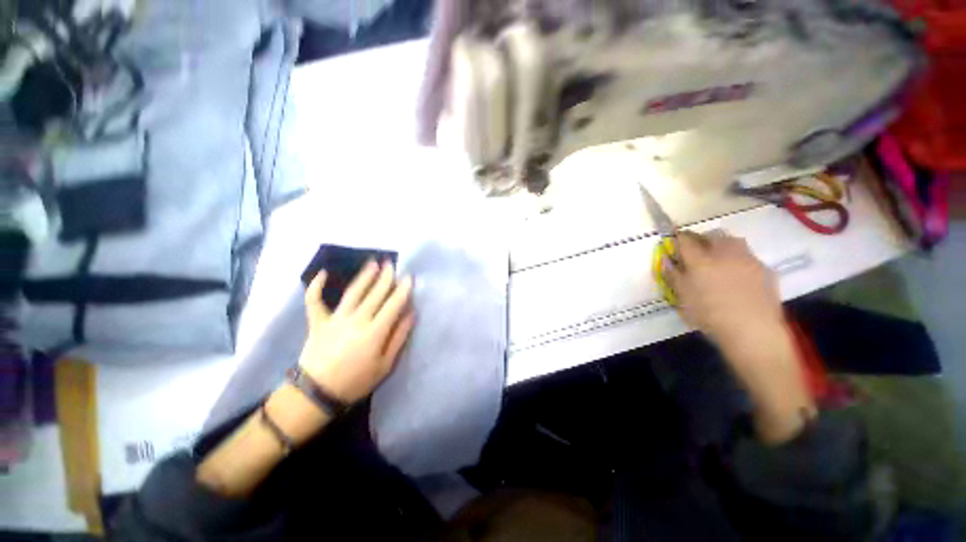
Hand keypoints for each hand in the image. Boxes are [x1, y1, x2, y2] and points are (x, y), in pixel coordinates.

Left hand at [298, 260, 414, 402]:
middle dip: (386, 277)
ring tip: (373, 263)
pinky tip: (323, 273)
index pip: (393, 304)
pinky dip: (316, 287)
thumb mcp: (385, 365)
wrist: (317, 393)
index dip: (403, 290)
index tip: (409, 277)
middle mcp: (356, 320)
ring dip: (364, 276)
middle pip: (375, 294)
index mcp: (375, 331)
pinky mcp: (318, 322)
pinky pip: (314, 301)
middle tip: (392, 264)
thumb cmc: (356, 381)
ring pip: (353, 292)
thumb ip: (399, 337)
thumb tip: (411, 314)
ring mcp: (335, 319)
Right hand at [663, 231, 785, 356]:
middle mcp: (724, 253)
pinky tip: (738, 276)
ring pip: (734, 241)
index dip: (678, 238)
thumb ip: (673, 275)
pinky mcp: (765, 269)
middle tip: (696, 250)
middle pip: (712, 235)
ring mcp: (748, 259)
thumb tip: (666, 260)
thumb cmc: (709, 314)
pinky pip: (749, 257)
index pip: (685, 240)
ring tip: (718, 259)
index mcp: (700, 260)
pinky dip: (740, 260)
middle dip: (702, 238)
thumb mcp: (683, 297)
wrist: (752, 330)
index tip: (674, 239)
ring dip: (723, 245)